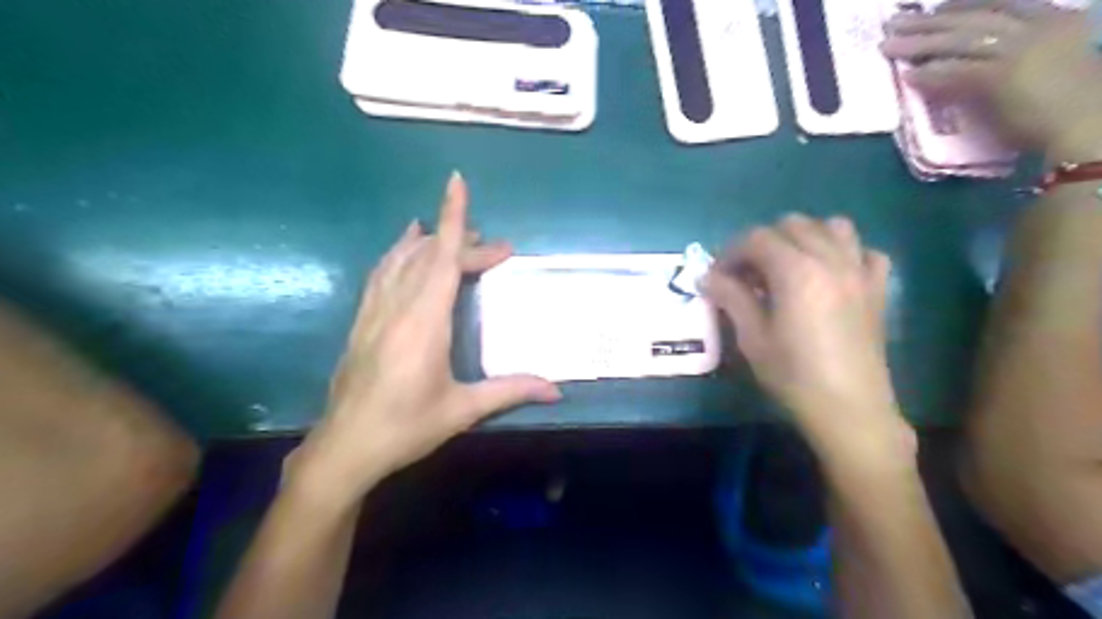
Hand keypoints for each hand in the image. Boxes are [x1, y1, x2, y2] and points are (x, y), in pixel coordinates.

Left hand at [287, 171, 561, 502]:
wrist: (345, 448)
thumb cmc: (406, 427)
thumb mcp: (462, 409)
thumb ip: (510, 391)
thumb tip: (557, 389)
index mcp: (424, 322)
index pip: (441, 258)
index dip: (452, 218)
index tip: (457, 182)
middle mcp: (397, 307)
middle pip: (429, 256)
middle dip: (463, 242)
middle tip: (497, 249)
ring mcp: (374, 312)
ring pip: (400, 259)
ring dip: (428, 240)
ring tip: (451, 232)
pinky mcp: (362, 322)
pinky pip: (381, 274)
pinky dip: (397, 253)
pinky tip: (403, 248)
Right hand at [705, 216, 912, 461]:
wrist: (849, 409)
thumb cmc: (793, 375)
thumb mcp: (752, 337)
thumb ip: (731, 298)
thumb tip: (706, 276)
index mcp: (796, 271)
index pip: (756, 239)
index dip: (731, 252)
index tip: (717, 275)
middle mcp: (830, 260)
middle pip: (792, 225)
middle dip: (763, 242)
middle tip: (747, 273)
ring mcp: (859, 272)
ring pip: (832, 227)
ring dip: (804, 237)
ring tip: (788, 266)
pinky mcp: (877, 289)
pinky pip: (864, 252)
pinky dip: (844, 253)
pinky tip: (830, 276)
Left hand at [884, 0, 1101, 158]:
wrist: (1091, 123)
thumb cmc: (1075, 102)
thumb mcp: (1051, 63)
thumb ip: (1017, 56)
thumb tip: (977, 62)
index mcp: (1055, 18)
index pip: (1001, 2)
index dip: (963, 4)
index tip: (936, 7)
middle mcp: (1037, 26)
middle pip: (972, 16)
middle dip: (930, 19)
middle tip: (895, 22)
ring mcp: (1019, 49)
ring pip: (959, 40)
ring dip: (919, 42)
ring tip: (888, 45)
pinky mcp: (1001, 76)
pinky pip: (956, 71)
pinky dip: (929, 73)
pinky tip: (906, 75)